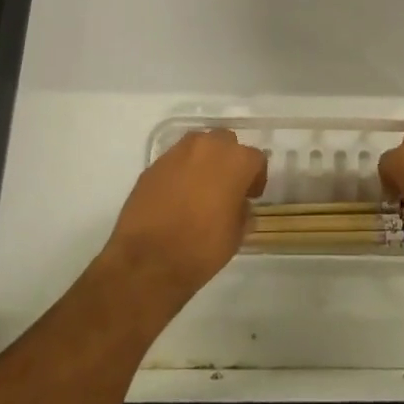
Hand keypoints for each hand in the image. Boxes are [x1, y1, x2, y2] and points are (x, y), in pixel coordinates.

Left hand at [104, 129, 265, 309]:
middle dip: (229, 160)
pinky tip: (176, 197)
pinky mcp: (153, 165)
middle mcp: (208, 147)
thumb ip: (242, 211)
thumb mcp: (236, 236)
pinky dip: (180, 172)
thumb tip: (239, 204)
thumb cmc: (201, 248)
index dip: (256, 178)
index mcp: (235, 161)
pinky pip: (175, 161)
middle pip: (226, 142)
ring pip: (198, 146)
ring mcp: (177, 153)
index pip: (256, 158)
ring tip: (200, 188)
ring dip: (204, 161)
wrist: (147, 260)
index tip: (250, 196)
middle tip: (226, 187)